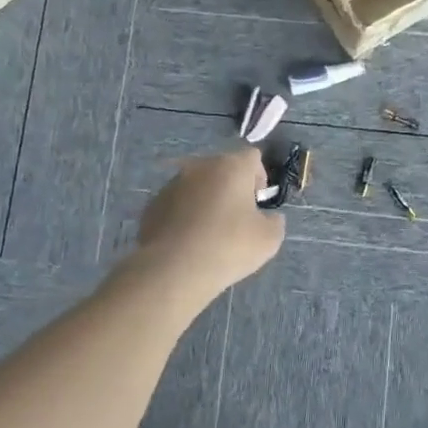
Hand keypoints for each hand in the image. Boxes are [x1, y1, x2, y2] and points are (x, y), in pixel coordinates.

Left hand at [130, 149, 285, 306]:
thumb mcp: (269, 239)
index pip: (252, 157)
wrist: (173, 270)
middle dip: (232, 188)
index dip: (260, 177)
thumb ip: (274, 221)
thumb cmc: (228, 247)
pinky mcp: (153, 204)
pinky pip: (177, 204)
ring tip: (210, 234)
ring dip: (207, 201)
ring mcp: (173, 184)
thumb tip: (268, 217)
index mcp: (231, 166)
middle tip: (237, 219)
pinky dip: (185, 216)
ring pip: (198, 186)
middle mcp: (200, 167)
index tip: (258, 204)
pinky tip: (188, 242)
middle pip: (223, 169)